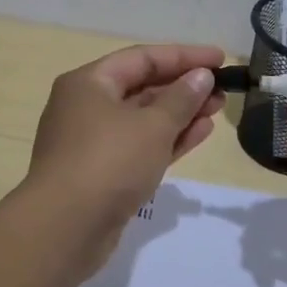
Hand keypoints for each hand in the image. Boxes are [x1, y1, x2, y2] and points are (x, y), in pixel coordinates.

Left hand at [22, 43, 225, 273]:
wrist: (65, 230)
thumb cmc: (108, 163)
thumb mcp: (153, 126)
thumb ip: (182, 98)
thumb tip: (201, 77)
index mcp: (89, 83)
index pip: (142, 58)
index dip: (184, 56)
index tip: (220, 59)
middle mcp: (87, 107)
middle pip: (142, 87)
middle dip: (184, 87)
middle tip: (222, 90)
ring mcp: (93, 142)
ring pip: (144, 119)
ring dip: (181, 113)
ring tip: (217, 110)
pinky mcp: (103, 173)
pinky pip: (141, 145)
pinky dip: (169, 138)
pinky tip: (200, 133)